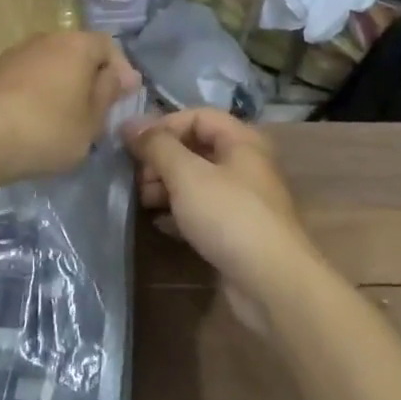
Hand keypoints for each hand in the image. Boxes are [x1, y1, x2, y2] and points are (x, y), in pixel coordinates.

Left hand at [0, 31, 138, 180]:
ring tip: (64, 116)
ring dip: (62, 84)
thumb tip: (118, 75)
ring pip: (51, 63)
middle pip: (78, 52)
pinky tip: (35, 118)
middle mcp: (47, 38)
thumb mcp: (92, 120)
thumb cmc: (49, 129)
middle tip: (96, 109)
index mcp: (77, 45)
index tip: (124, 98)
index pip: (109, 46)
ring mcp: (16, 52)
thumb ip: (108, 93)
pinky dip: (37, 91)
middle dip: (90, 77)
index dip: (121, 70)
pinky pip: (27, 76)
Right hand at [121, 109, 323, 321]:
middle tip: (137, 179)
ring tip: (142, 201)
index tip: (132, 146)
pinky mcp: (236, 231)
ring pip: (197, 181)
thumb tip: (129, 124)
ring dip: (166, 186)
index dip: (163, 126)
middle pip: (196, 148)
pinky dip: (179, 212)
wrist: (272, 282)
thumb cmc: (230, 216)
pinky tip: (159, 223)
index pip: (197, 117)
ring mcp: (242, 199)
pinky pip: (202, 211)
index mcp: (241, 141)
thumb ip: (157, 146)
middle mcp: (245, 164)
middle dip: (162, 159)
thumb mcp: (187, 175)